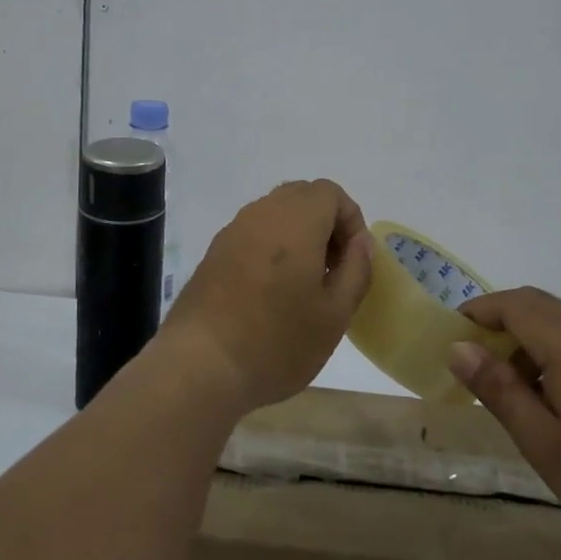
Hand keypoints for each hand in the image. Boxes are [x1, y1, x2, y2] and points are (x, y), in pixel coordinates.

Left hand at [160, 180, 373, 412]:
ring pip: (275, 212)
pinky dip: (271, 247)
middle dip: (325, 223)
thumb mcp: (335, 315)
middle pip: (301, 196)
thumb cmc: (277, 342)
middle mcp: (261, 214)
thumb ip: (356, 270)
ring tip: (304, 283)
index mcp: (296, 221)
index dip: (350, 220)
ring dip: (298, 235)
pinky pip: (253, 233)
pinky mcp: (214, 253)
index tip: (352, 261)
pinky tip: (272, 292)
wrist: (200, 366)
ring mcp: (232, 231)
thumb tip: (360, 242)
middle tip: (332, 269)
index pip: (330, 192)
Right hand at [449, 288, 560, 553]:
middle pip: (534, 304)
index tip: (448, 338)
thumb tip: (458, 348)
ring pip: (556, 319)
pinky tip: (544, 393)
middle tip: (469, 360)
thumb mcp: (542, 440)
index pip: (512, 305)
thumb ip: (499, 388)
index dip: (476, 313)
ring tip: (504, 383)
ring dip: (522, 336)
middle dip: (496, 321)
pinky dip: (547, 348)